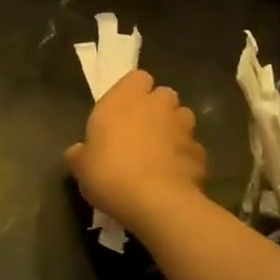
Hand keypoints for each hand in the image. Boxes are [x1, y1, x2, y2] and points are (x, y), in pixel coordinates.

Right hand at [66, 70, 205, 235]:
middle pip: (163, 95)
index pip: (137, 78)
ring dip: (174, 130)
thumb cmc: (110, 173)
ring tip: (161, 153)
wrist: (156, 201)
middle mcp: (157, 105)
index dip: (133, 92)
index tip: (123, 110)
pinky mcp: (201, 153)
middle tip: (141, 132)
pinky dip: (185, 158)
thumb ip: (80, 154)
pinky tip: (174, 176)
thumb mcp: (81, 167)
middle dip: (156, 109)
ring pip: (182, 118)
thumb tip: (78, 152)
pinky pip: (192, 149)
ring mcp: (183, 127)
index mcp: (125, 98)